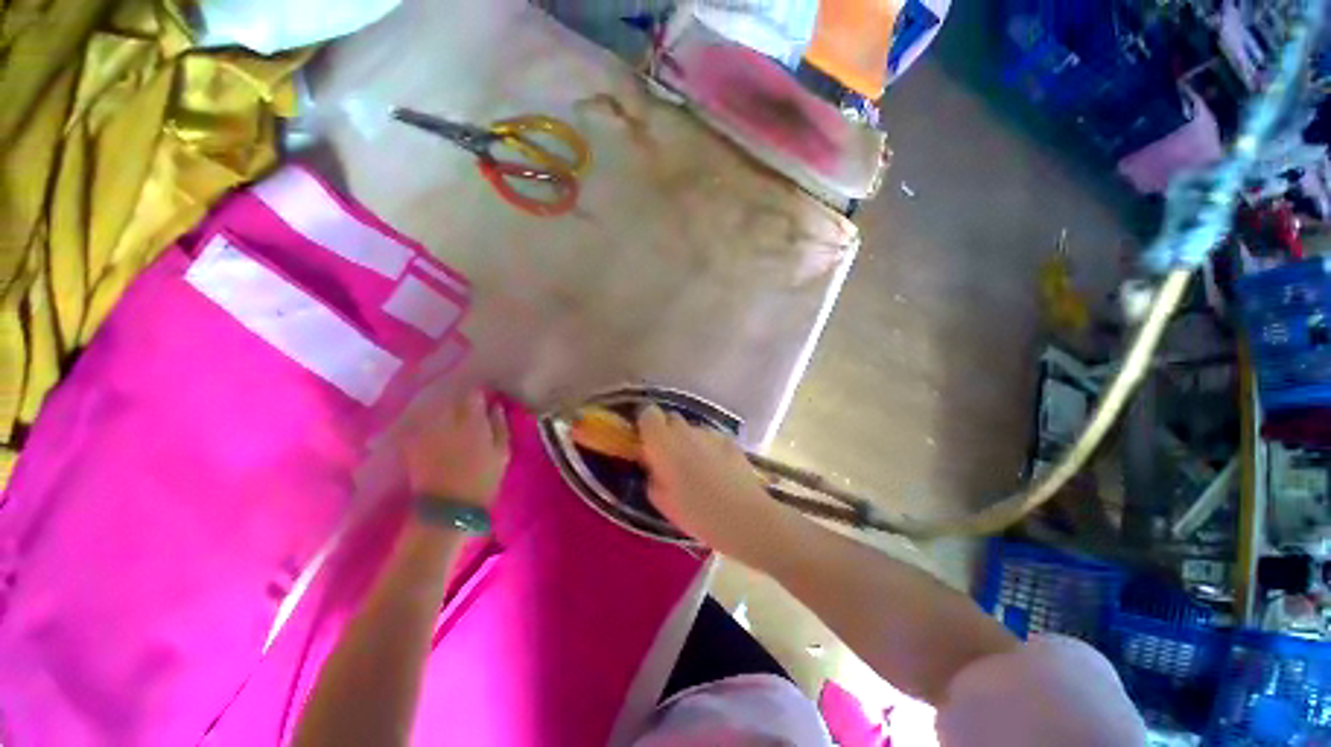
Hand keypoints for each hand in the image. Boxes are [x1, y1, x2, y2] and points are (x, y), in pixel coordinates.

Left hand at [402, 391, 509, 508]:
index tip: (487, 397)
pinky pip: (421, 422)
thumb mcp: (502, 452)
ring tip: (453, 415)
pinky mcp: (412, 442)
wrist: (447, 507)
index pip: (473, 393)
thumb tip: (496, 405)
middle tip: (471, 406)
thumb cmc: (482, 479)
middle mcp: (445, 419)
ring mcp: (426, 429)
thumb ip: (499, 425)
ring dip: (444, 408)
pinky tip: (436, 427)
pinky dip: (429, 421)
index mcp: (471, 419)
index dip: (481, 393)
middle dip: (461, 398)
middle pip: (451, 397)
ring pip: (435, 408)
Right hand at [637, 405, 798, 566]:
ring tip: (696, 468)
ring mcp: (709, 433)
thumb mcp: (661, 500)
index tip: (646, 441)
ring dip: (688, 442)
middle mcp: (685, 430)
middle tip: (669, 457)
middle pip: (671, 418)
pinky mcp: (729, 440)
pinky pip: (711, 439)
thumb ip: (652, 474)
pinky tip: (717, 471)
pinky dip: (708, 448)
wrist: (743, 516)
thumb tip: (653, 463)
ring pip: (692, 429)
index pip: (648, 413)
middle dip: (666, 432)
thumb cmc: (696, 512)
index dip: (645, 424)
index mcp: (663, 442)